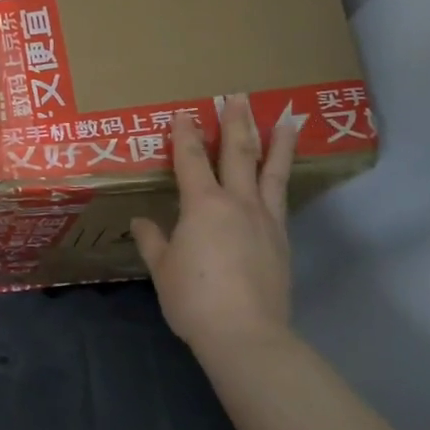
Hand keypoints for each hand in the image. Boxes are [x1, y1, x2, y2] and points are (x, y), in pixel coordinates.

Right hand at [131, 96, 298, 358]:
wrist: (246, 333)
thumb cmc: (194, 298)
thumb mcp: (163, 269)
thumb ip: (153, 241)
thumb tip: (141, 222)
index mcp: (203, 205)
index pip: (192, 160)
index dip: (185, 135)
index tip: (183, 114)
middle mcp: (238, 203)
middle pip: (238, 154)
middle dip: (237, 123)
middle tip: (239, 96)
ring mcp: (265, 220)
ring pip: (272, 173)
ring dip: (277, 144)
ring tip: (288, 120)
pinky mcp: (282, 240)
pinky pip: (281, 200)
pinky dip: (282, 181)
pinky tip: (283, 177)